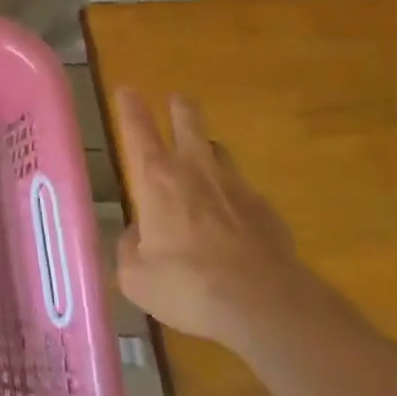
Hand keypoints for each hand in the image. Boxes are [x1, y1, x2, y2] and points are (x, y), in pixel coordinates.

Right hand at [112, 88, 317, 354]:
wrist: (263, 305)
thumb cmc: (186, 285)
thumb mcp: (136, 277)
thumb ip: (130, 249)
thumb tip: (137, 236)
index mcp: (156, 179)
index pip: (138, 129)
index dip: (130, 107)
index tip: (128, 90)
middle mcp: (195, 171)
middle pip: (188, 122)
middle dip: (181, 108)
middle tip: (178, 101)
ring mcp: (237, 187)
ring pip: (220, 151)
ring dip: (208, 150)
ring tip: (204, 159)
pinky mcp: (268, 211)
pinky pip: (245, 192)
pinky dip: (235, 198)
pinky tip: (235, 221)